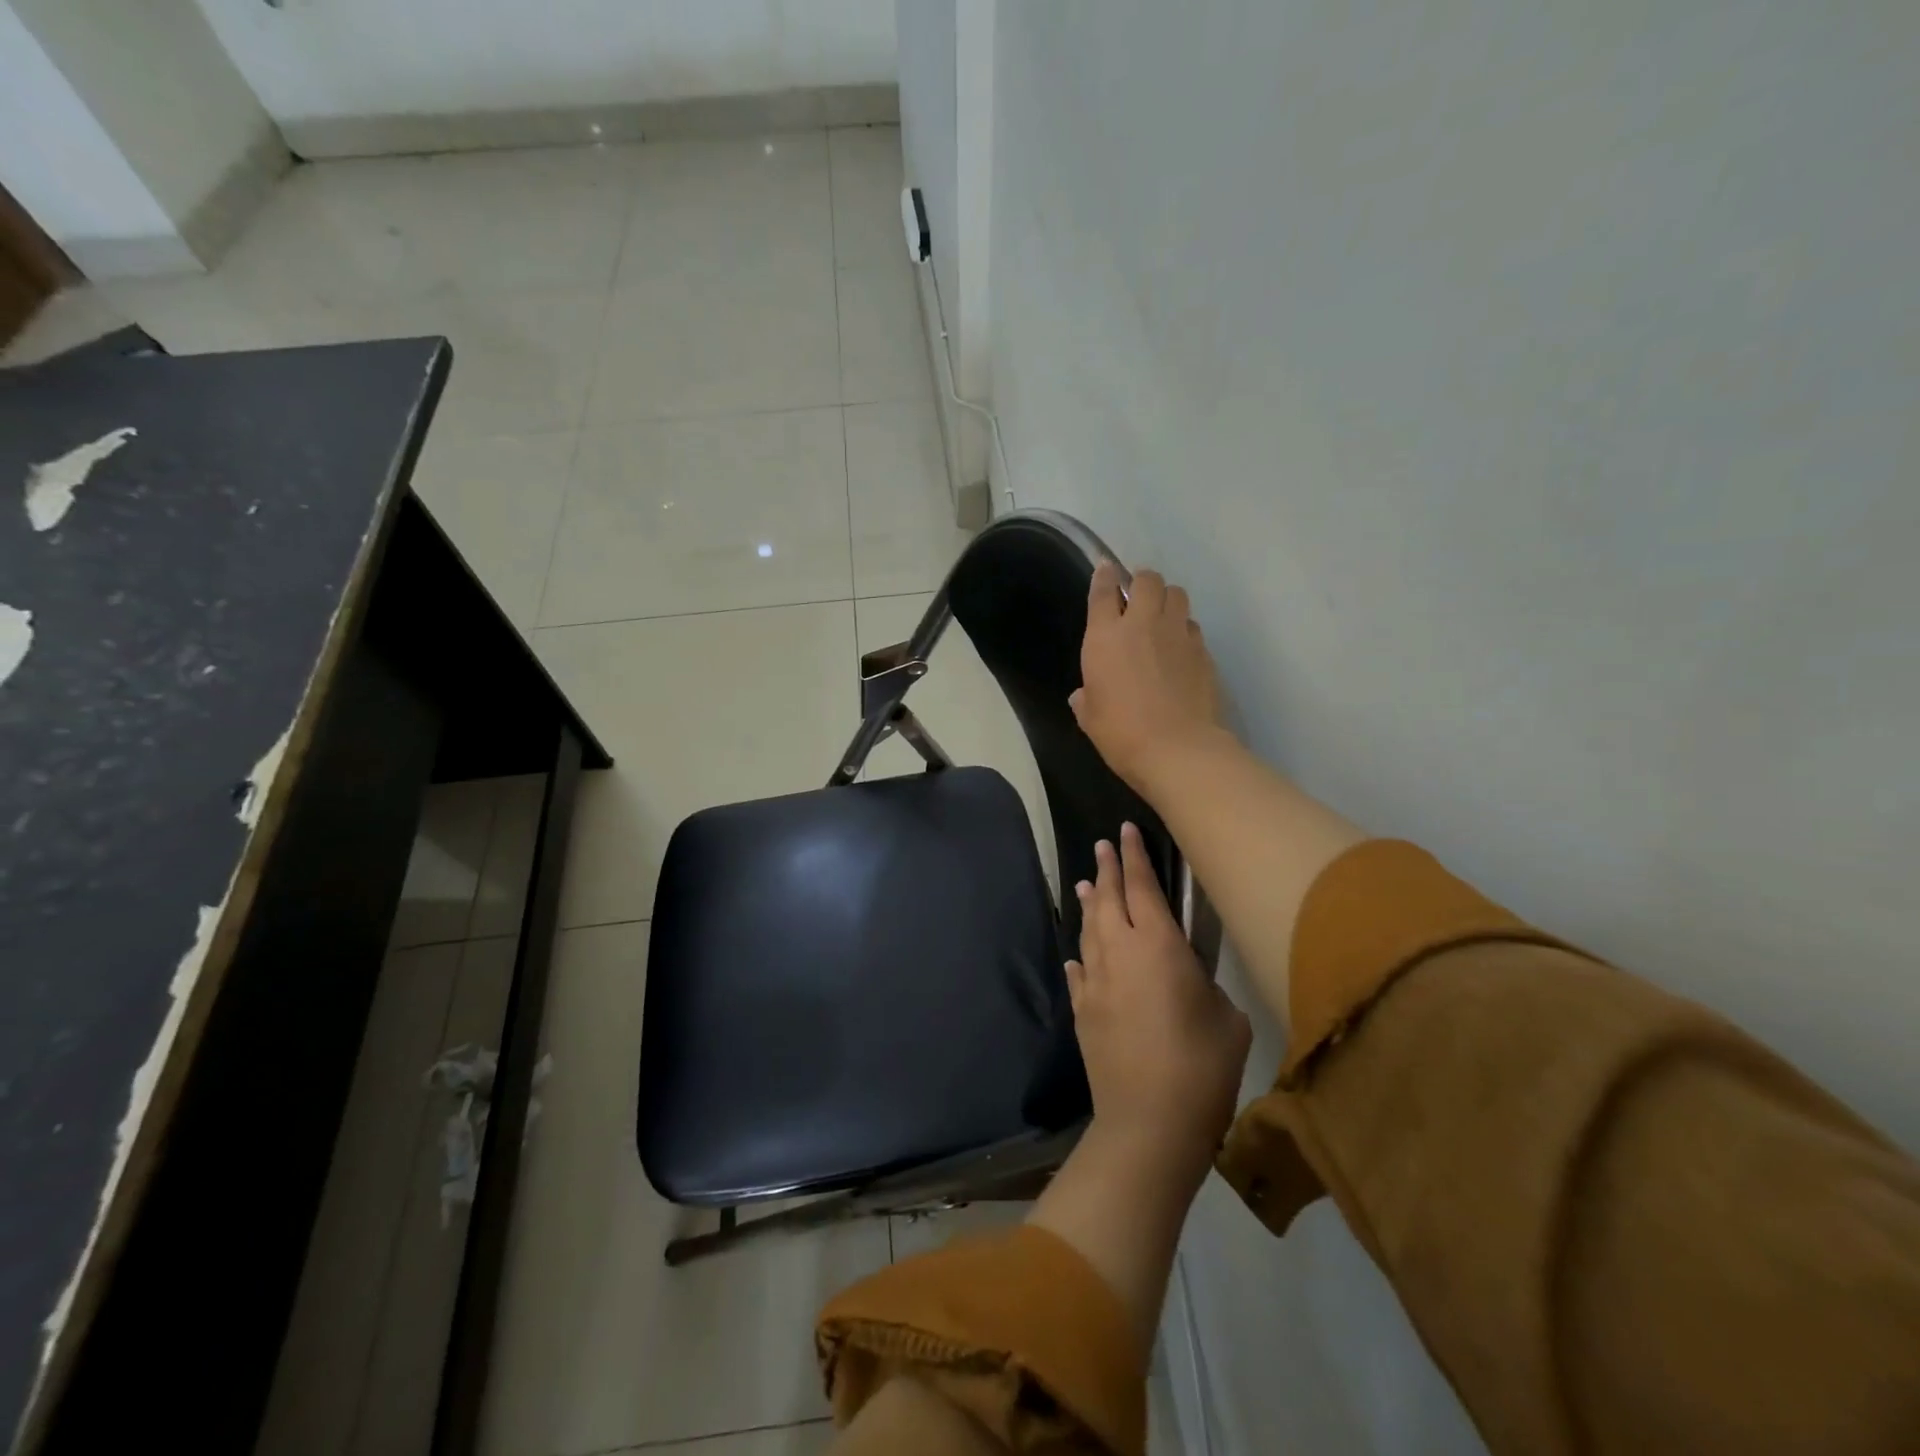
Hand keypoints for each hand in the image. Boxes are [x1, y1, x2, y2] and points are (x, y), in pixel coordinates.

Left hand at [1067, 823, 1251, 1176]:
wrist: (1148, 1122)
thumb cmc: (1202, 1067)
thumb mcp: (1227, 1020)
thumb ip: (1207, 986)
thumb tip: (1188, 980)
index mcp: (1159, 946)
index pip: (1143, 887)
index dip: (1134, 856)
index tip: (1125, 830)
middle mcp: (1120, 952)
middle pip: (1109, 899)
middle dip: (1107, 868)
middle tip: (1103, 845)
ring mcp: (1096, 981)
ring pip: (1090, 929)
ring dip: (1090, 903)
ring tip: (1087, 883)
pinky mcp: (1083, 1011)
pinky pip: (1080, 970)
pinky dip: (1082, 954)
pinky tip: (1079, 952)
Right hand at [1070, 561, 1224, 794]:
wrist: (1177, 749)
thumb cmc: (1121, 733)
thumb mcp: (1090, 718)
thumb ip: (1086, 699)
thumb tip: (1083, 695)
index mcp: (1105, 637)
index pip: (1103, 591)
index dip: (1104, 576)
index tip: (1105, 569)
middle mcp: (1143, 625)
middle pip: (1148, 580)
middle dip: (1142, 582)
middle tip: (1138, 597)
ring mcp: (1178, 635)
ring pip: (1178, 595)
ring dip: (1168, 600)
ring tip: (1163, 618)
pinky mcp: (1203, 651)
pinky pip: (1193, 627)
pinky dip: (1185, 631)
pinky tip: (1180, 650)